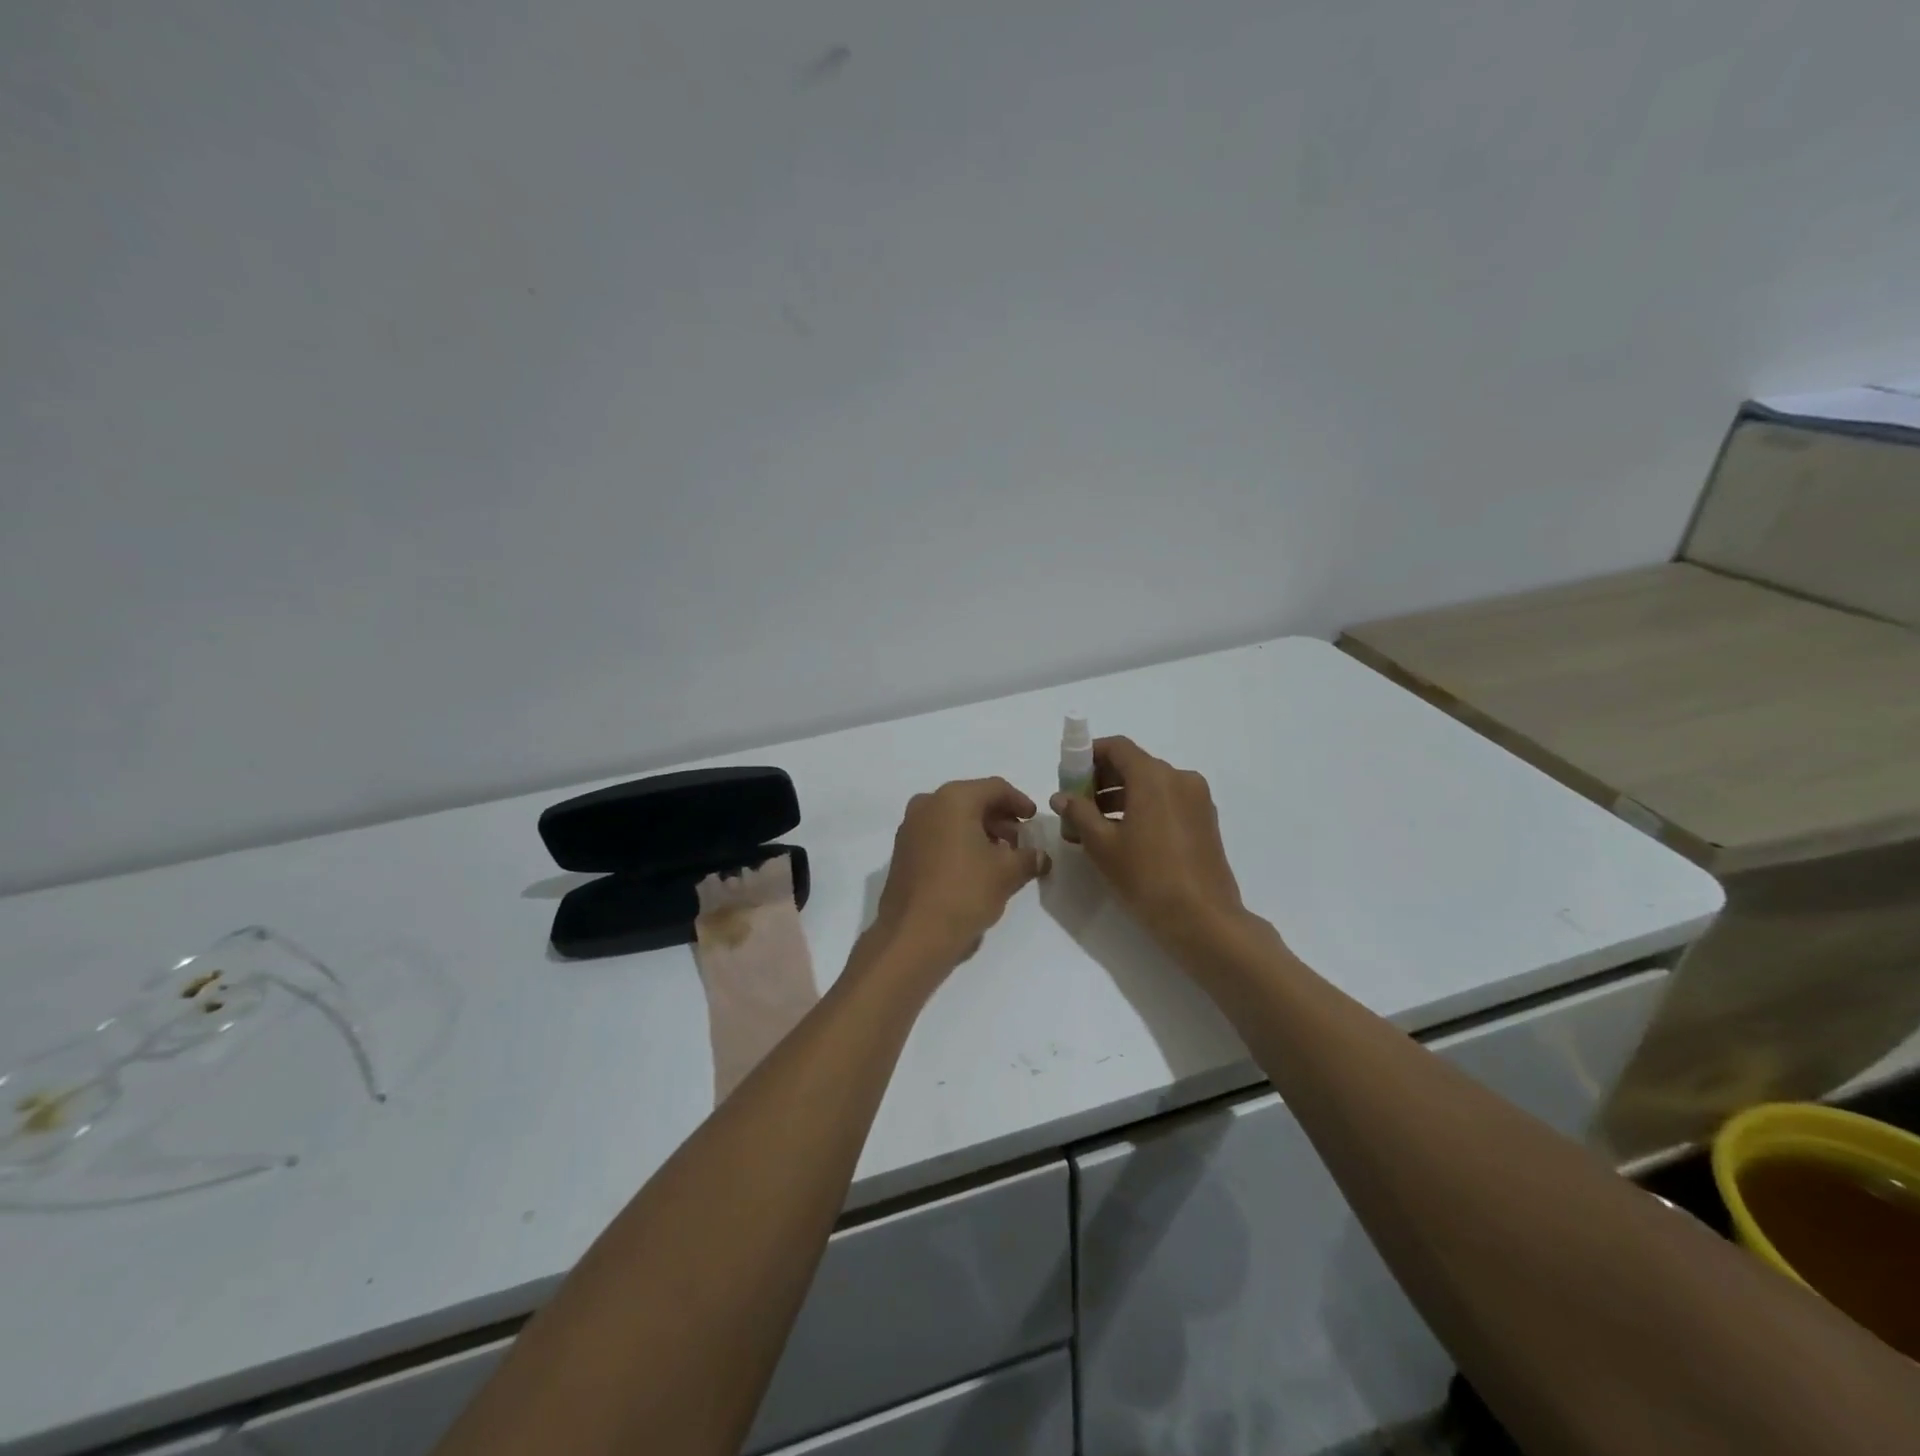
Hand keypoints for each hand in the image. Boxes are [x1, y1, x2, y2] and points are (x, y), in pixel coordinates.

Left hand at [872, 778, 1048, 963]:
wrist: (912, 935)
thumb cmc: (964, 893)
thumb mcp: (1006, 874)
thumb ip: (1028, 858)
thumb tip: (1040, 856)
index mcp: (953, 799)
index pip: (995, 788)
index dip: (1020, 802)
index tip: (1034, 820)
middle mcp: (927, 804)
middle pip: (972, 801)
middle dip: (999, 819)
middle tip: (1020, 841)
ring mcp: (910, 827)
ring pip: (953, 819)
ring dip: (979, 832)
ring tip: (1001, 858)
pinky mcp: (902, 851)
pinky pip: (938, 835)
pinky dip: (959, 843)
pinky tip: (975, 868)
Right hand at [1051, 736, 1246, 950]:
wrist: (1202, 919)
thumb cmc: (1146, 876)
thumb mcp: (1102, 844)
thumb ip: (1078, 813)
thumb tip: (1061, 796)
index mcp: (1154, 776)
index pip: (1117, 747)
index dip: (1088, 756)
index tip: (1068, 777)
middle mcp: (1179, 778)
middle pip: (1134, 765)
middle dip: (1101, 780)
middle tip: (1077, 806)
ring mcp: (1197, 799)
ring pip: (1151, 785)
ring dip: (1120, 796)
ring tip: (1095, 827)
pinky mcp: (1205, 820)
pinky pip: (1167, 801)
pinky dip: (1143, 808)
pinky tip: (1125, 837)